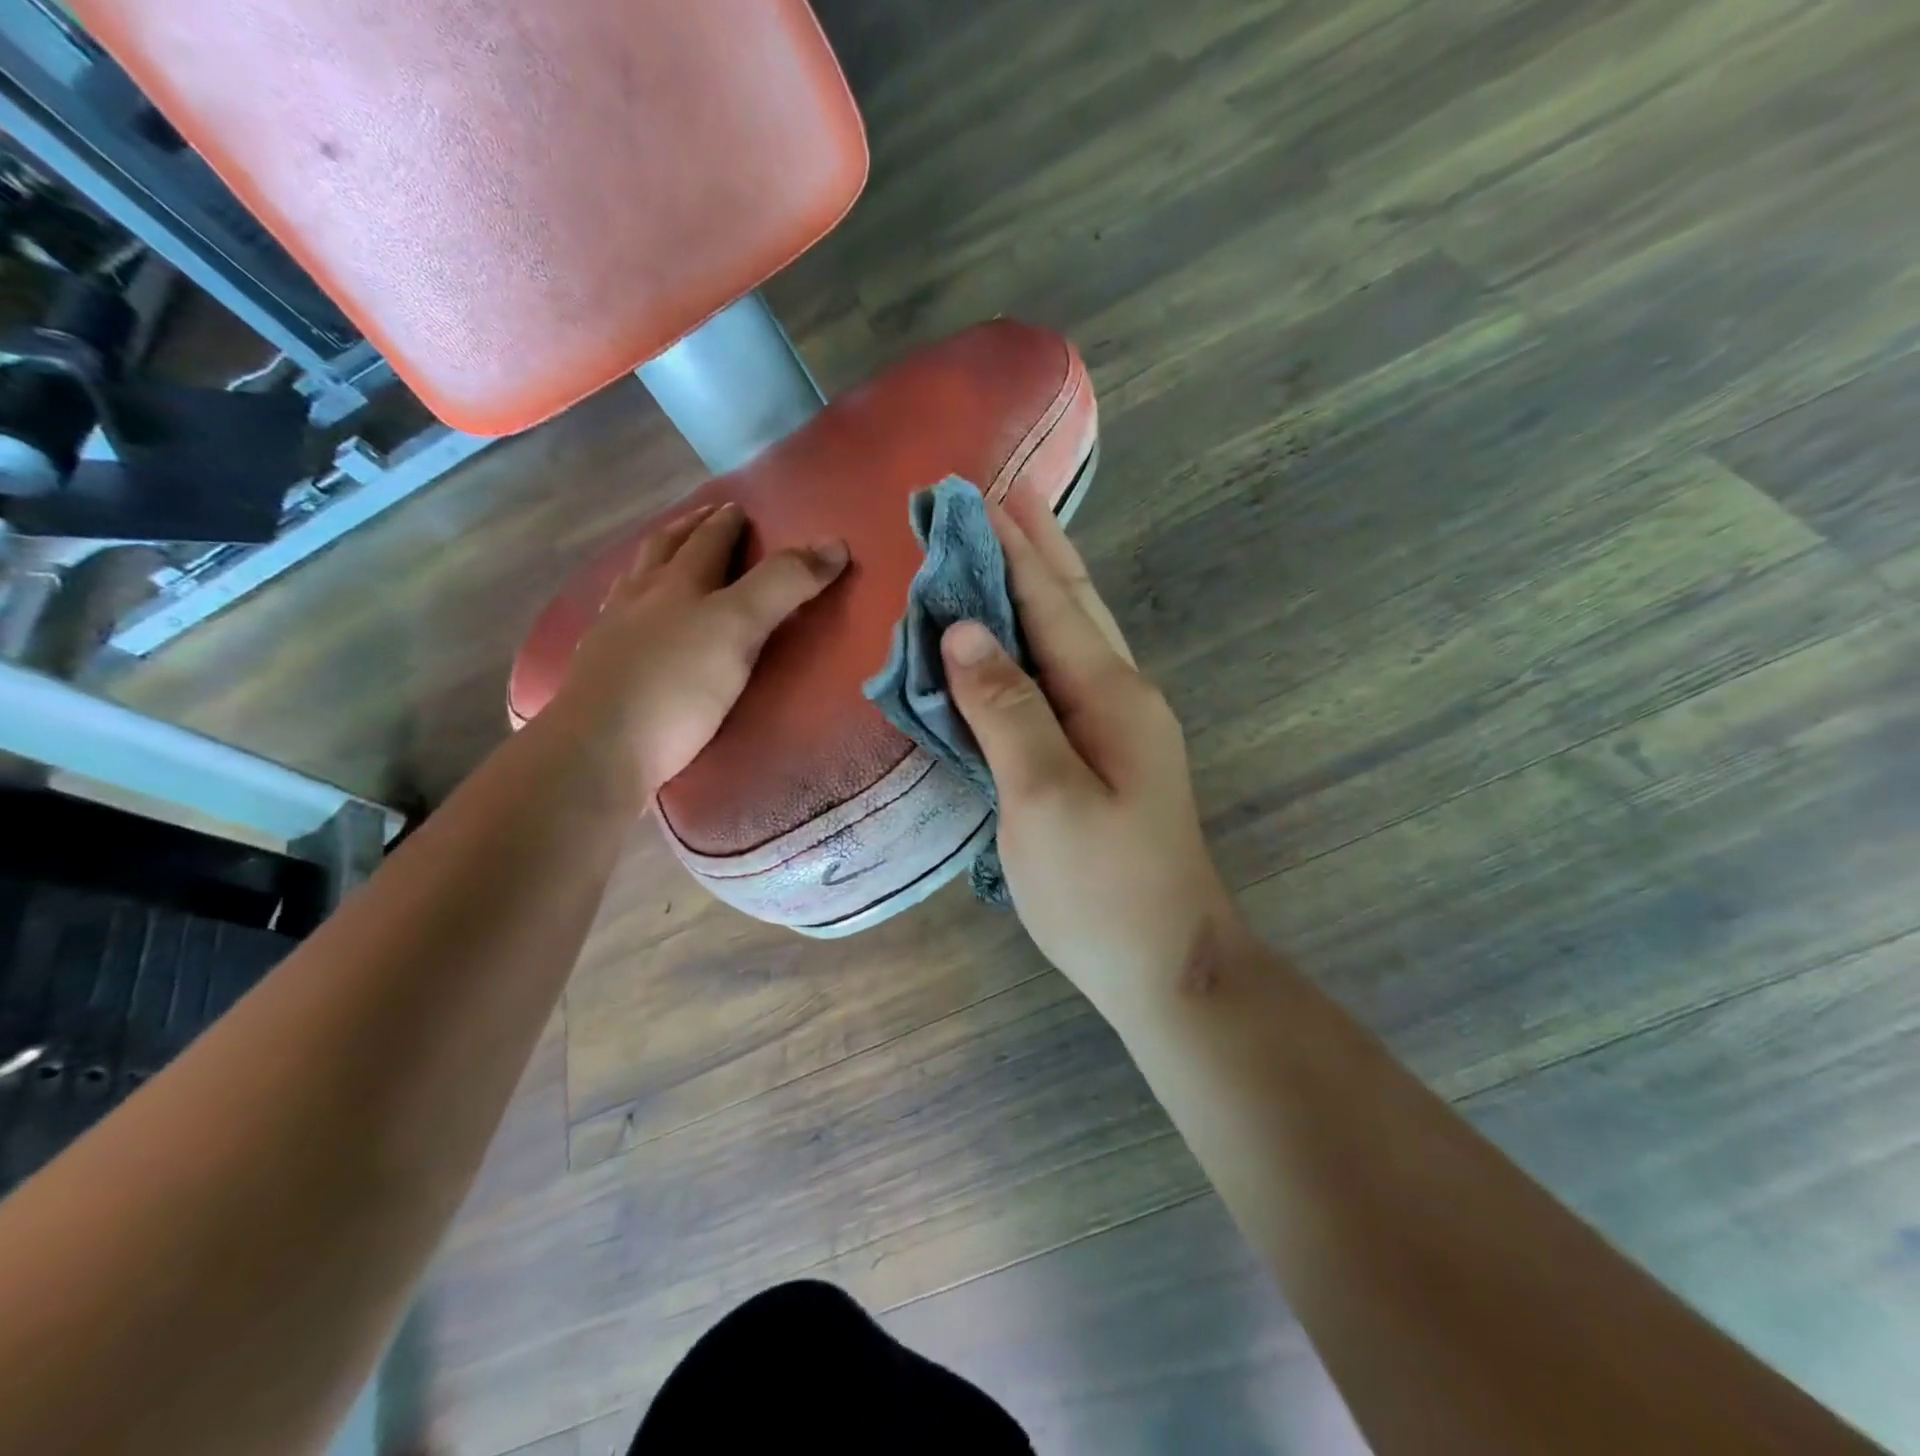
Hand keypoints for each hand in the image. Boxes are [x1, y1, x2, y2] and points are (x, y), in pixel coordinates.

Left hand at [551, 501, 846, 800]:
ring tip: (665, 559)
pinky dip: (630, 605)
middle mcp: (640, 598)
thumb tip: (835, 544)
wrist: (602, 748)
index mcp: (678, 583)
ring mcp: (611, 633)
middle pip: (663, 551)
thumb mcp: (740, 627)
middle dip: (687, 531)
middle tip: (704, 520)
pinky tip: (630, 620)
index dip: (726, 523)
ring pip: (633, 582)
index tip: (738, 507)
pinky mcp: (597, 670)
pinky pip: (614, 619)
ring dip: (653, 562)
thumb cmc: (678, 685)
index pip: (707, 541)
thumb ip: (784, 585)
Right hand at [942, 488, 1241, 1006]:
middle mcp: (1121, 697)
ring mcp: (1117, 728)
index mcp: (1111, 695)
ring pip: (1074, 637)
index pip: (1050, 602)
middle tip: (1000, 498)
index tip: (976, 496)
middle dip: (1035, 550)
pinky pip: (1062, 679)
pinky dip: (1036, 643)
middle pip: (1073, 605)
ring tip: (1010, 546)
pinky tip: (1019, 638)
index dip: (1011, 549)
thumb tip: (963, 632)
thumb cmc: (1102, 888)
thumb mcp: (1045, 796)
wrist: (1166, 964)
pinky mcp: (1102, 758)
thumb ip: (1007, 709)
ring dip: (1040, 588)